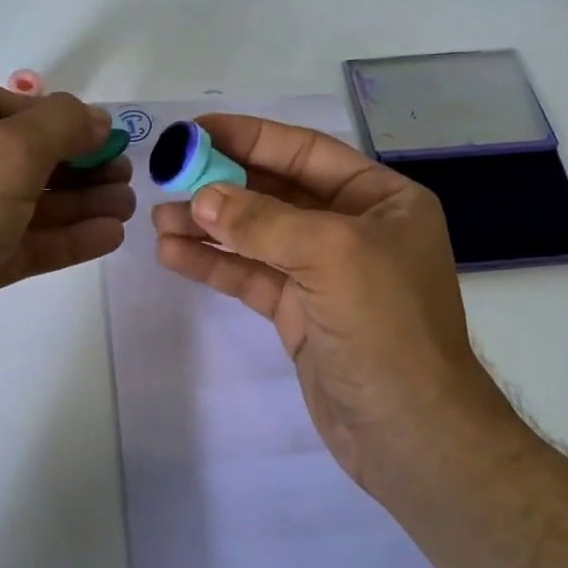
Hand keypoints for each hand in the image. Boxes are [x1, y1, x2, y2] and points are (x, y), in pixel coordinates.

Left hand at [0, 82, 134, 412]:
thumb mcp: (4, 155)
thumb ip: (58, 127)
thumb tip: (95, 119)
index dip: (52, 115)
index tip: (98, 134)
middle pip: (19, 157)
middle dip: (75, 163)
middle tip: (124, 173)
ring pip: (24, 205)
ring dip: (77, 203)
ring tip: (126, 206)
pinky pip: (20, 246)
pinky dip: (62, 239)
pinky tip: (107, 237)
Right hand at [152, 115, 510, 496]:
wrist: (410, 435)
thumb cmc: (386, 327)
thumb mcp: (331, 255)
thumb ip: (262, 221)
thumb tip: (201, 199)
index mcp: (380, 199)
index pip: (304, 151)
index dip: (248, 137)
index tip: (194, 131)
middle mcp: (353, 228)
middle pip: (275, 191)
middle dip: (221, 184)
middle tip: (166, 177)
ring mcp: (324, 273)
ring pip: (255, 235)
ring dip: (208, 226)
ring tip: (158, 219)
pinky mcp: (299, 312)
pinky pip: (250, 275)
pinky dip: (213, 264)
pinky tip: (173, 254)